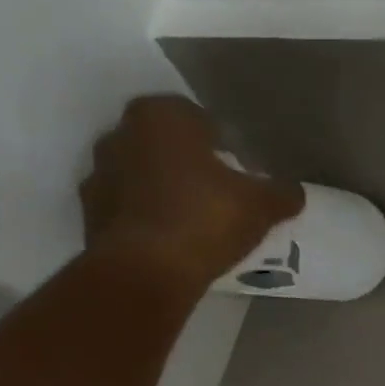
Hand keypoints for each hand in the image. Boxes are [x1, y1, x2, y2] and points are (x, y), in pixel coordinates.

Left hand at [80, 95, 304, 286]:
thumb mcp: (260, 206)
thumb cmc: (206, 219)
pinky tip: (171, 242)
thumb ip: (281, 193)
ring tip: (195, 223)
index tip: (238, 172)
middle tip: (219, 196)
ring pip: (142, 175)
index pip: (198, 119)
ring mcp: (99, 172)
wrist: (146, 270)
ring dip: (164, 191)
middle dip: (189, 164)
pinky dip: (147, 218)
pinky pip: (128, 208)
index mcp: (162, 116)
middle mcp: (121, 132)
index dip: (222, 145)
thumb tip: (294, 192)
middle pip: (166, 145)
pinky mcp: (90, 212)